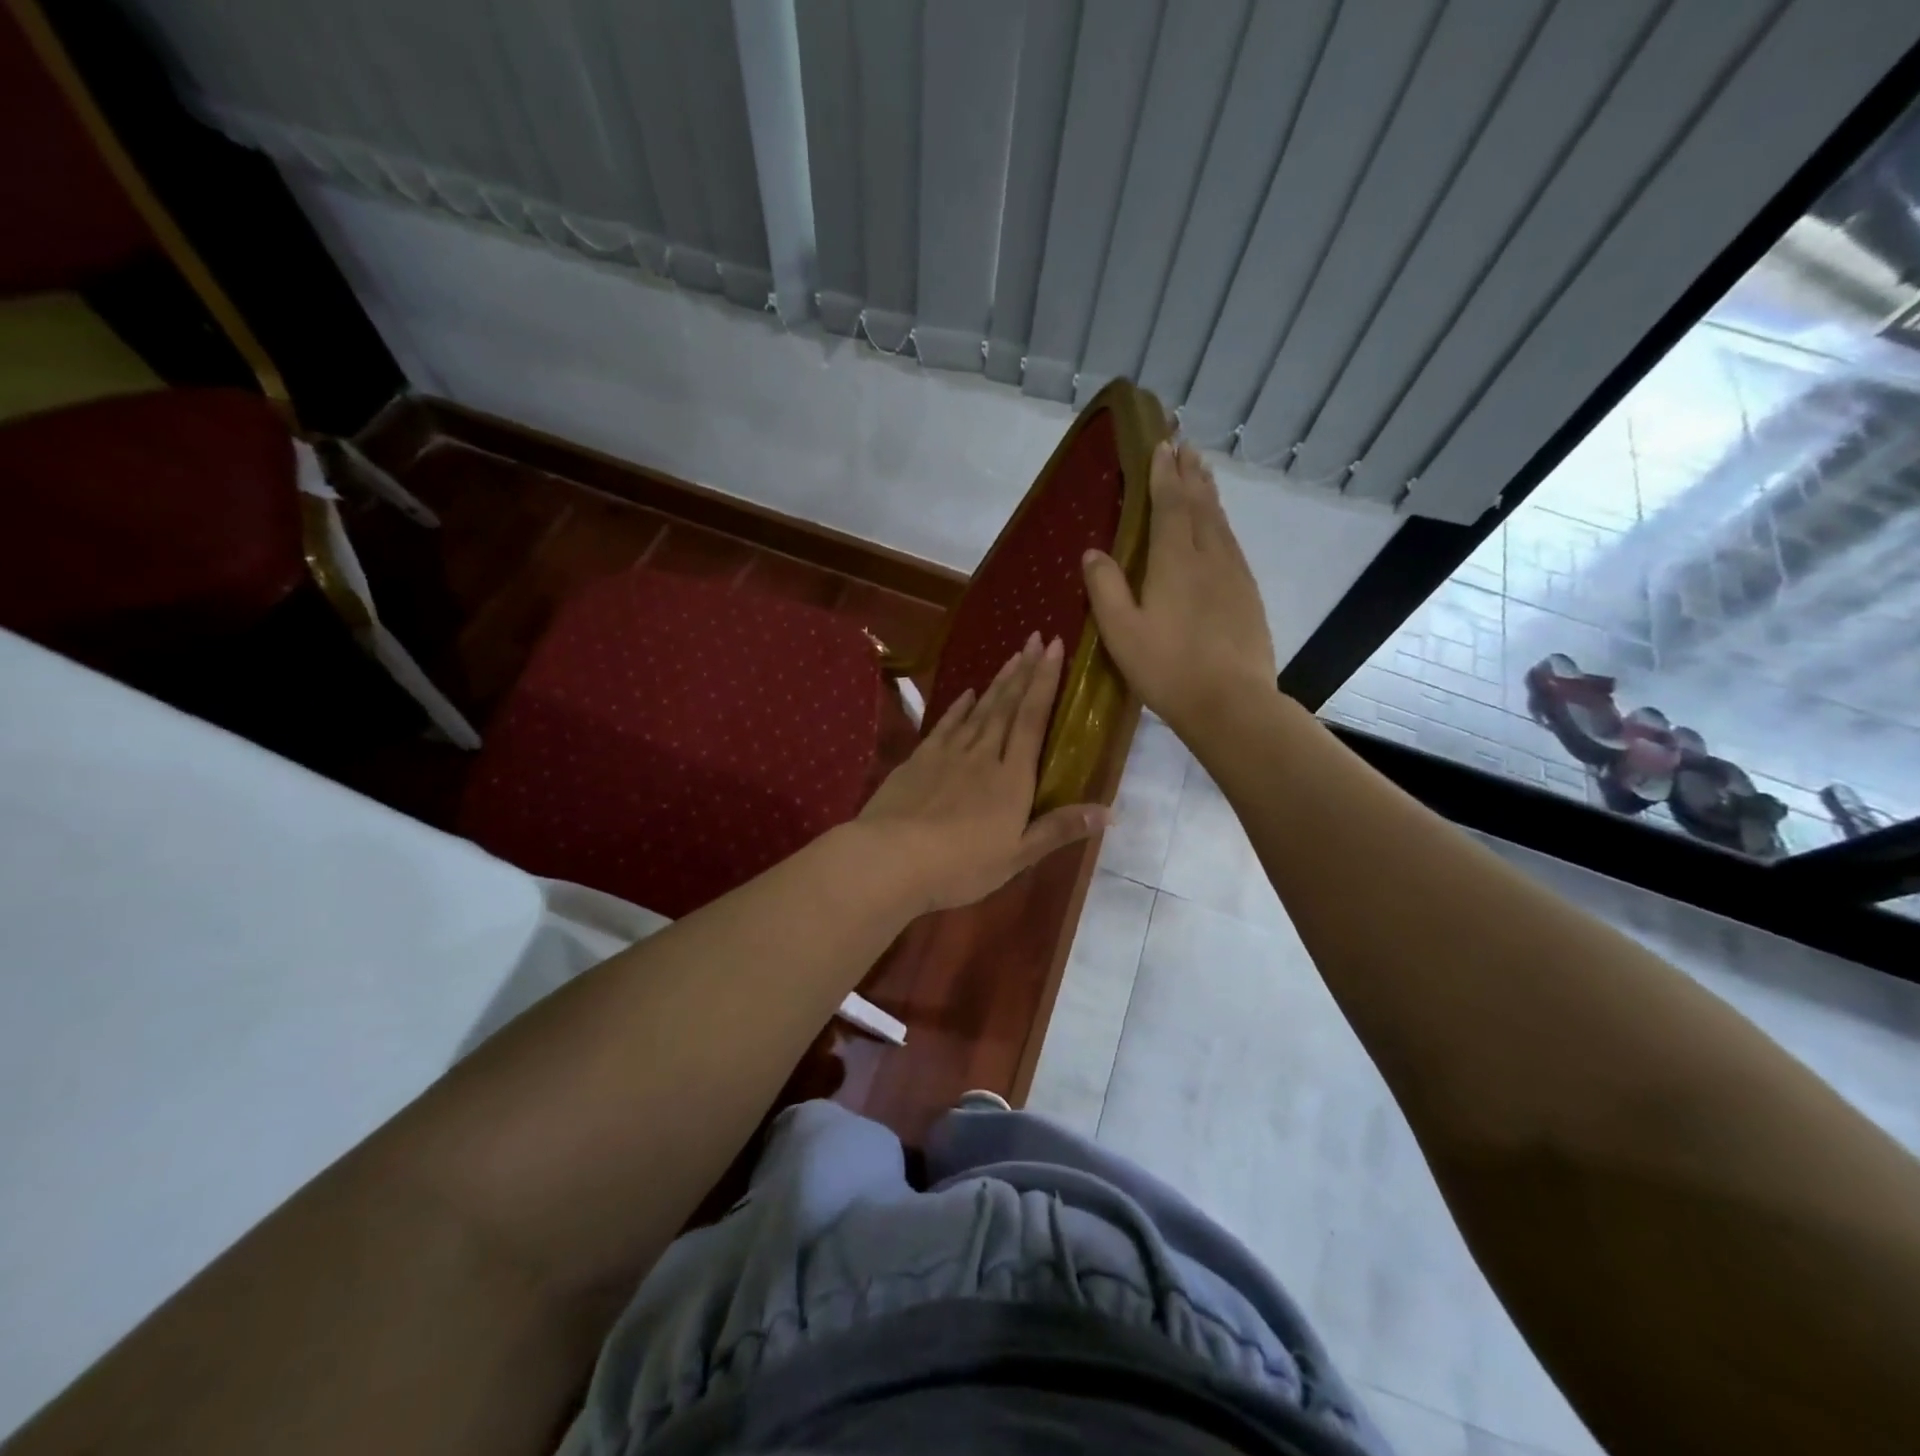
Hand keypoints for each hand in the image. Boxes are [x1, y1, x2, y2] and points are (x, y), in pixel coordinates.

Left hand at [856, 633, 1109, 914]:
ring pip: (978, 710)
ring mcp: (947, 754)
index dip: (1045, 682)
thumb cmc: (962, 864)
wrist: (892, 858)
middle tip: (1035, 638)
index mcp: (1011, 777)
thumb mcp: (1017, 855)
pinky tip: (965, 693)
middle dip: (1024, 671)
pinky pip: (945, 726)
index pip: (1033, 719)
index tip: (1054, 647)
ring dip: (997, 683)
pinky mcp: (918, 760)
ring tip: (1012, 657)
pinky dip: (958, 707)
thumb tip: (1110, 813)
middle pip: (1007, 706)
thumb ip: (1060, 829)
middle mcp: (982, 755)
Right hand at [1083, 438, 1275, 736]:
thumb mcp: (1121, 632)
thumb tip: (1093, 552)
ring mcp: (1235, 576)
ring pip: (1221, 524)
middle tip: (1186, 446)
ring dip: (1209, 495)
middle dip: (1191, 474)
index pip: (1170, 505)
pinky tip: (1219, 532)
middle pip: (1201, 505)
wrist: (1231, 704)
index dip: (1164, 474)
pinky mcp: (1248, 597)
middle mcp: (1210, 557)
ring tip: (1202, 475)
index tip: (1162, 445)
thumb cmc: (1167, 668)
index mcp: (1175, 561)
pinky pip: (1232, 546)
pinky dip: (1221, 525)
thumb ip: (1105, 588)